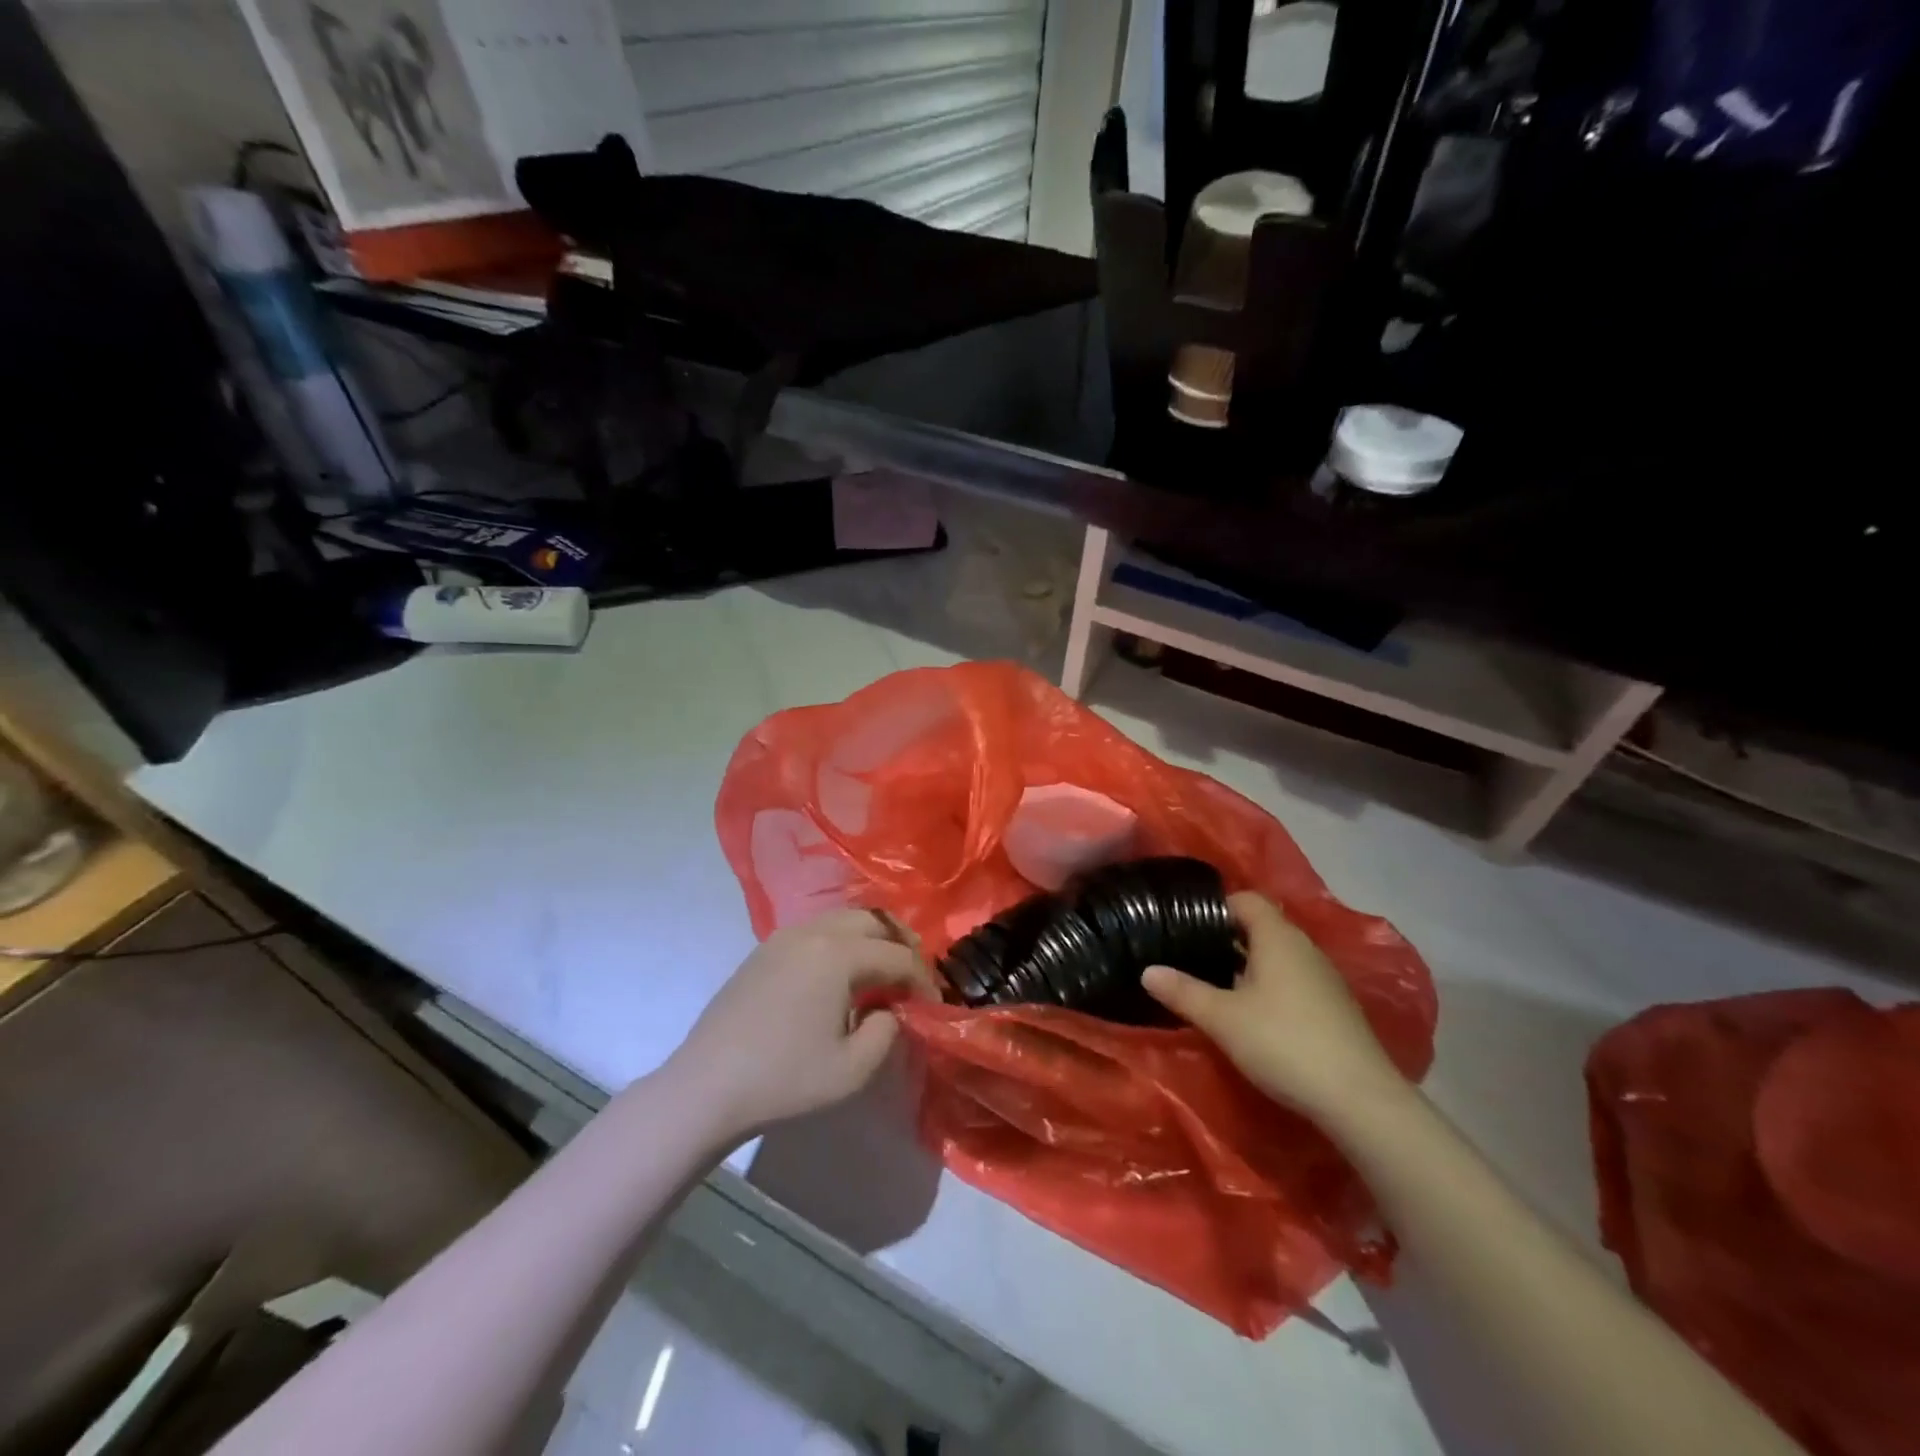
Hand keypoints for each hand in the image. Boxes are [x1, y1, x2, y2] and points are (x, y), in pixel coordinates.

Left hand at [664, 909, 936, 1139]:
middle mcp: (813, 932)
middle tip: (913, 975)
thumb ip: (887, 1030)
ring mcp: (783, 937)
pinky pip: (816, 930)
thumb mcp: (853, 1068)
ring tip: (882, 971)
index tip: (934, 1003)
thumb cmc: (785, 1079)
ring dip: (871, 938)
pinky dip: (841, 942)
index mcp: (838, 954)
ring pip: (842, 919)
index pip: (897, 956)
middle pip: (872, 920)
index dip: (922, 979)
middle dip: (901, 943)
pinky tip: (841, 975)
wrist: (706, 1086)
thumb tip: (888, 1009)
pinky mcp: (764, 950)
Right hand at [1143, 892, 1411, 1126]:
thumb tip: (1148, 970)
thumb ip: (1182, 991)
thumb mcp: (1222, 1018)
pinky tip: (1252, 1015)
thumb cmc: (1283, 1043)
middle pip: (1261, 927)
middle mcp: (1304, 948)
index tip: (1185, 925)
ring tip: (1214, 984)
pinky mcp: (1335, 1008)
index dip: (1215, 906)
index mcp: (1278, 937)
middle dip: (1226, 938)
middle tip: (1190, 955)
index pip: (1246, 900)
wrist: (1360, 1100)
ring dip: (1247, 965)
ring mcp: (1324, 979)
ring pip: (1277, 957)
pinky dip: (1269, 987)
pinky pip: (1293, 981)